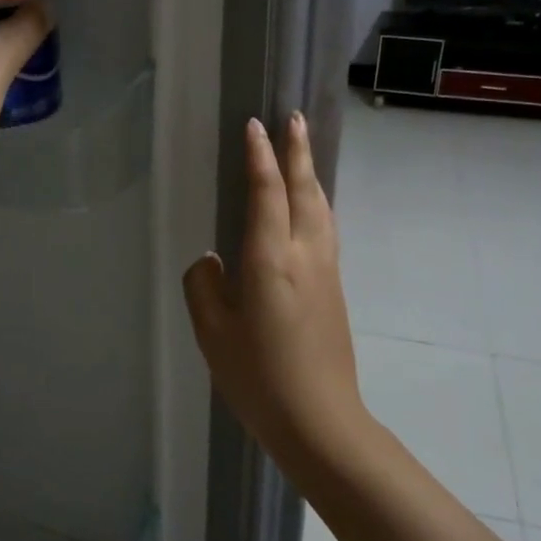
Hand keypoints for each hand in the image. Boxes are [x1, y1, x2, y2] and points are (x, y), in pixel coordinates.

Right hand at [183, 114, 366, 464]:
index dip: (261, 157)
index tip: (256, 126)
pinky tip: (311, 207)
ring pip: (321, 208)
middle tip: (295, 119)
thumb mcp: (213, 334)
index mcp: (271, 260)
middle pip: (305, 190)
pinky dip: (317, 203)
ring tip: (303, 153)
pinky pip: (326, 229)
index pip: (267, 193)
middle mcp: (305, 255)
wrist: (321, 421)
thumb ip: (204, 287)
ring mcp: (326, 271)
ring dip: (311, 174)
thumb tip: (211, 261)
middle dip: (298, 152)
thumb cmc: (259, 378)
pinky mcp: (335, 289)